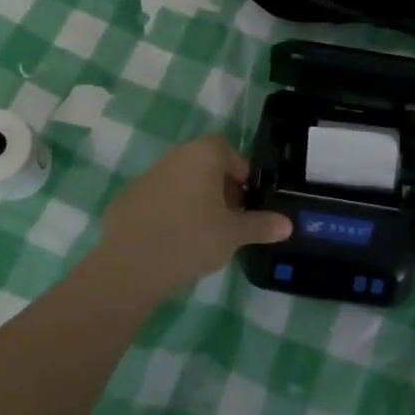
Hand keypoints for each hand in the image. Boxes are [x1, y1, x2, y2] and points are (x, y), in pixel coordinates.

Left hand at [96, 135, 290, 298]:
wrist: (131, 266)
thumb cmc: (192, 238)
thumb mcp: (233, 234)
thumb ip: (261, 225)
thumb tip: (288, 224)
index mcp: (202, 155)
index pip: (227, 149)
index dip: (240, 171)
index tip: (246, 200)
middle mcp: (174, 157)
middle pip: (203, 163)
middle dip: (219, 187)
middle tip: (229, 218)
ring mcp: (147, 177)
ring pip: (180, 180)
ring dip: (194, 198)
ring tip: (203, 232)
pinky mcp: (127, 199)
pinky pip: (158, 199)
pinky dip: (169, 212)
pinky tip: (173, 241)